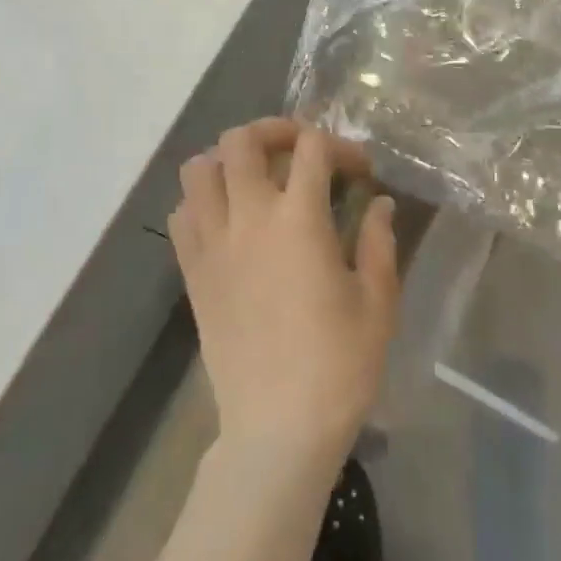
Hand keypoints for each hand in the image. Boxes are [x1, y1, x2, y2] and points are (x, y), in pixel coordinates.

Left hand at [169, 119, 399, 462]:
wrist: (277, 431)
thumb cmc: (338, 366)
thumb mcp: (378, 303)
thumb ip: (380, 242)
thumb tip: (380, 203)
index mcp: (299, 219)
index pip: (312, 147)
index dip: (340, 146)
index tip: (358, 171)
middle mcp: (249, 218)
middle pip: (242, 140)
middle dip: (273, 130)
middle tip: (298, 150)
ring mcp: (213, 244)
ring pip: (199, 169)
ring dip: (227, 160)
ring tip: (255, 178)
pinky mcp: (192, 272)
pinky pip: (181, 214)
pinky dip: (200, 201)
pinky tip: (227, 219)